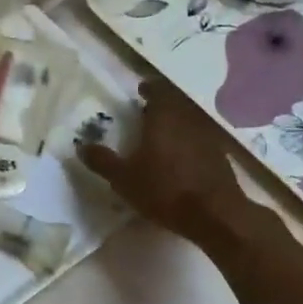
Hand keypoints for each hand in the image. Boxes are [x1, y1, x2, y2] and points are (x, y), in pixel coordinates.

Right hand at [79, 80, 255, 243]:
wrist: (215, 215)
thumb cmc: (164, 190)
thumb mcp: (123, 179)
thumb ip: (102, 161)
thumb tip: (82, 146)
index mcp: (164, 118)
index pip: (158, 90)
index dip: (149, 89)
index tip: (140, 91)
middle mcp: (188, 120)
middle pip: (176, 103)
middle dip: (162, 106)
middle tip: (147, 113)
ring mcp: (208, 137)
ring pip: (189, 120)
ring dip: (177, 123)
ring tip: (162, 135)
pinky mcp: (220, 156)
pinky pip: (201, 139)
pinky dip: (189, 141)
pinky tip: (182, 157)